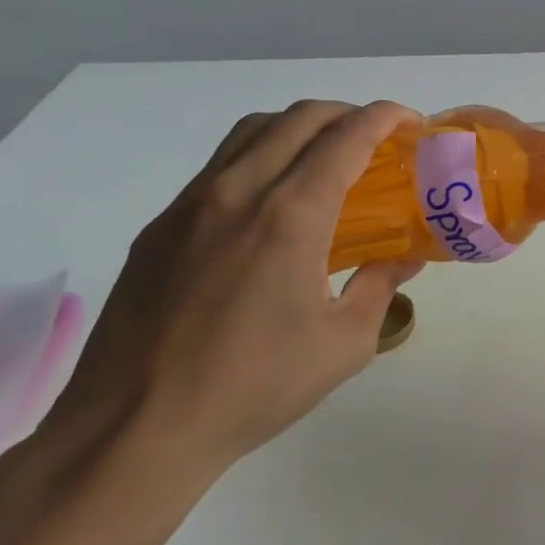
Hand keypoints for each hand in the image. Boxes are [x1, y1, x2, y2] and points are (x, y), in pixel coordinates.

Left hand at [44, 100, 423, 483]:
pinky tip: (270, 204)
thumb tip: (404, 259)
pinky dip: (259, 157)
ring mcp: (191, 205)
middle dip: (347, 114)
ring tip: (324, 158)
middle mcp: (239, 191)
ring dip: (299, 127)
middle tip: (375, 140)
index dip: (385, 116)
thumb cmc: (253, 387)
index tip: (411, 123)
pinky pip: (219, 166)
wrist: (133, 431)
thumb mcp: (343, 343)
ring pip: (252, 131)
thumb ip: (380, 287)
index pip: (346, 136)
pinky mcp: (160, 227)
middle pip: (299, 117)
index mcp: (291, 214)